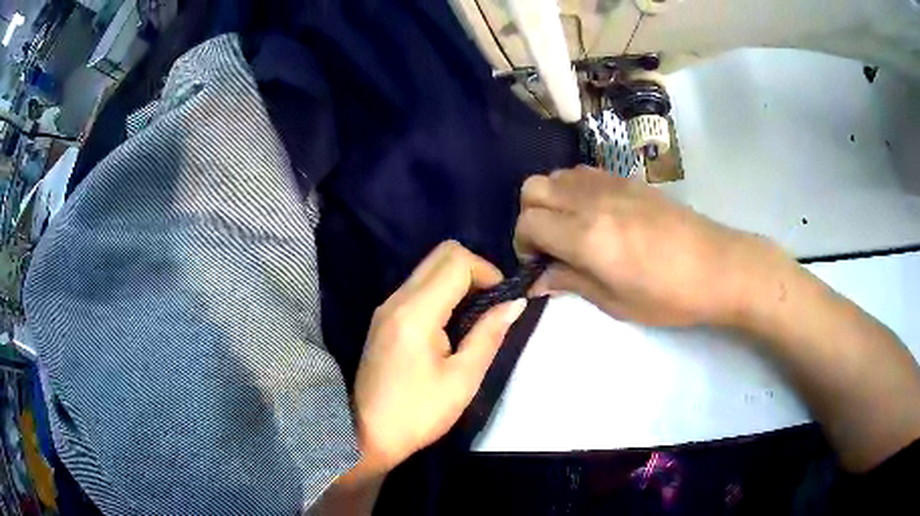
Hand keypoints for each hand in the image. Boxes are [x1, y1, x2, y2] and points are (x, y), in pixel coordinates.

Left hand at [354, 241, 526, 471]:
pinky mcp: (383, 318)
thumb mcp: (462, 379)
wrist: (366, 435)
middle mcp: (397, 299)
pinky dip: (442, 293)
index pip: (456, 260)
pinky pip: (418, 288)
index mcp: (416, 312)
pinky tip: (452, 325)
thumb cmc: (418, 413)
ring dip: (458, 281)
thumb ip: (489, 335)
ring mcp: (386, 307)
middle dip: (474, 270)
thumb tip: (516, 303)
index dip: (488, 271)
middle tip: (491, 304)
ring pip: (428, 269)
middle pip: (441, 255)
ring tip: (476, 317)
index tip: (502, 301)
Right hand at [515, 166, 775, 326]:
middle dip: (530, 217)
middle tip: (549, 245)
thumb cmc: (668, 295)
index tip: (538, 265)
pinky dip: (573, 189)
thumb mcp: (615, 302)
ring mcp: (611, 184)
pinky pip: (583, 172)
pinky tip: (593, 214)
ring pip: (556, 175)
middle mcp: (592, 201)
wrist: (717, 266)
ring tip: (570, 228)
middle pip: (533, 188)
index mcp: (587, 236)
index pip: (528, 222)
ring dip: (551, 200)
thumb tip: (537, 279)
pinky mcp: (627, 179)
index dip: (523, 245)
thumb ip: (571, 282)